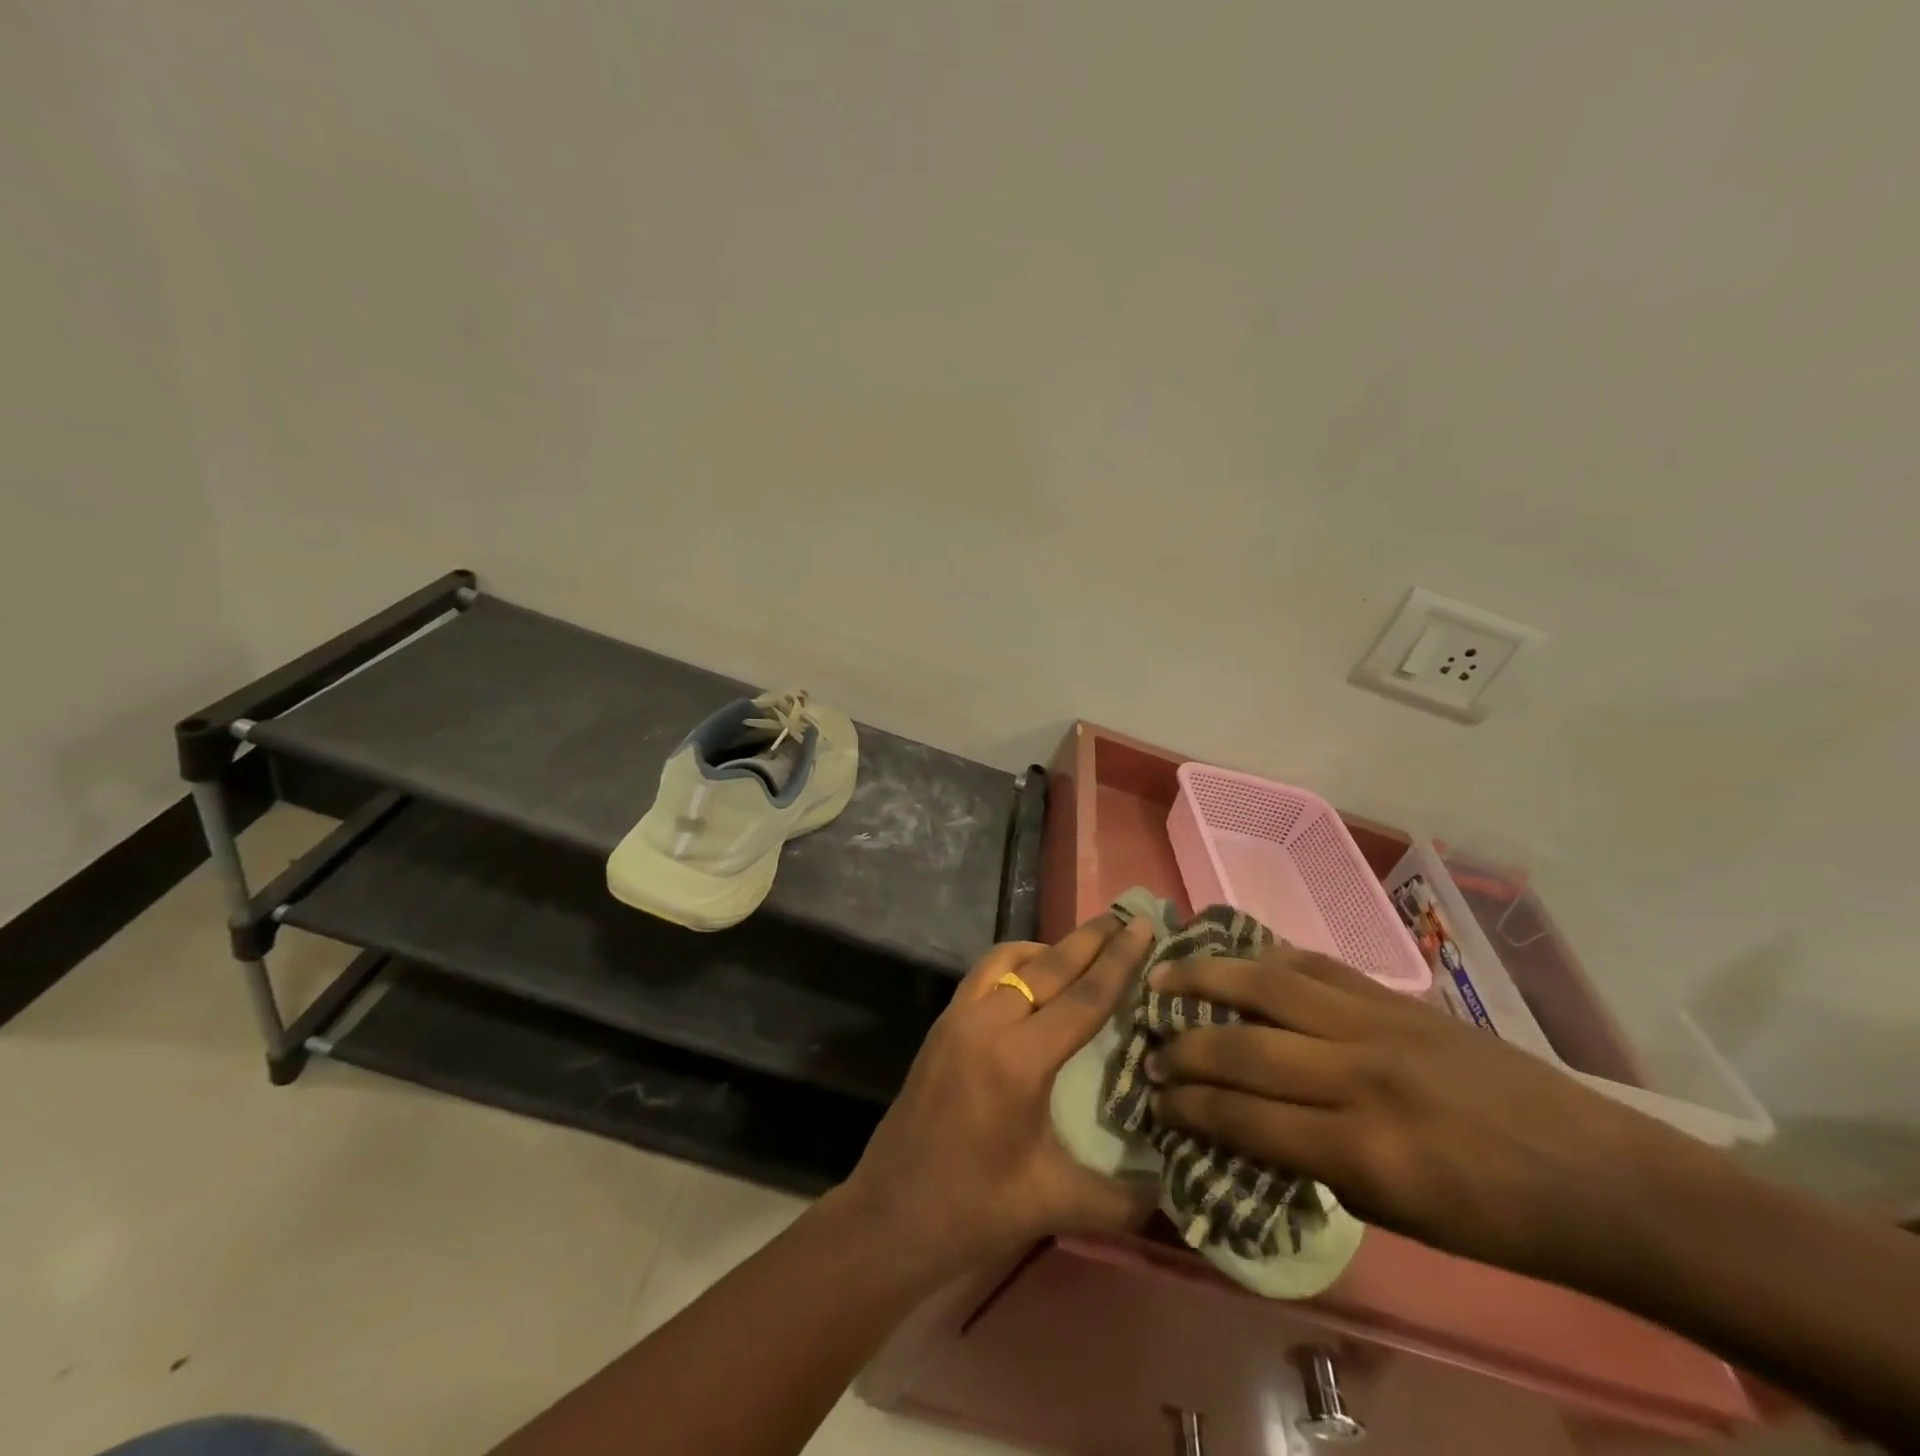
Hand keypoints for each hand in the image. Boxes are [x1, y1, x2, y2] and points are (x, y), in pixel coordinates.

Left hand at [834, 914, 1160, 1282]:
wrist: (889, 1216)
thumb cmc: (973, 1211)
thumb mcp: (1055, 1205)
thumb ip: (1124, 1198)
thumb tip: (1179, 1187)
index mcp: (1018, 1061)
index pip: (1082, 997)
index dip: (1119, 961)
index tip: (1143, 926)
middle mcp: (986, 1024)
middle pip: (1047, 965)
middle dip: (1089, 938)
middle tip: (1124, 917)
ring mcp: (957, 1018)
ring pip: (1009, 960)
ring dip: (1048, 948)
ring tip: (1082, 950)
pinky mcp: (941, 1025)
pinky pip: (984, 974)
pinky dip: (1015, 963)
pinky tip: (1032, 981)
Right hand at [1147, 944, 1707, 1289]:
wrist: (1601, 1179)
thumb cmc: (1497, 1222)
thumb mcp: (1395, 1217)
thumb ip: (1309, 1163)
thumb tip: (1238, 1127)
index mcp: (1364, 1151)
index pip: (1244, 1119)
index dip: (1188, 1109)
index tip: (1154, 1104)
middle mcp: (1359, 1075)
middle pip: (1243, 1047)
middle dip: (1183, 1050)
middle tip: (1149, 1051)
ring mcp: (1377, 1024)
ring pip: (1267, 985)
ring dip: (1204, 978)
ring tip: (1162, 976)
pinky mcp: (1396, 996)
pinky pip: (1313, 966)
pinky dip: (1264, 960)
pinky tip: (1235, 959)